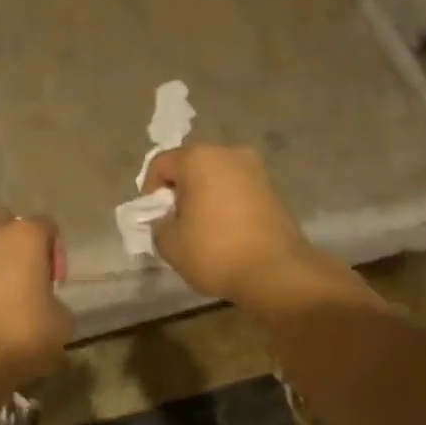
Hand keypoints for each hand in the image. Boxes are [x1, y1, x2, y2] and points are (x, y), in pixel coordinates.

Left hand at [0, 214, 72, 386]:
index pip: (47, 226)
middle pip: (5, 226)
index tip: (55, 283)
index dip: (56, 253)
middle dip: (16, 247)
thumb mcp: (61, 324)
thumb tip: (43, 306)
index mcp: (23, 236)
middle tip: (26, 281)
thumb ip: (55, 303)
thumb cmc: (20, 335)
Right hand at [141, 145, 340, 307]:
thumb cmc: (215, 251)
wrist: (276, 271)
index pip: (160, 164)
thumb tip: (166, 218)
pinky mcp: (273, 187)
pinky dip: (226, 202)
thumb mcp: (169, 242)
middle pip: (191, 165)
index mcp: (198, 158)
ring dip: (204, 195)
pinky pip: (237, 188)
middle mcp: (228, 152)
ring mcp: (255, 168)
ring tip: (201, 227)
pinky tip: (225, 229)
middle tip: (175, 221)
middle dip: (179, 190)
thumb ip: (158, 223)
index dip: (149, 191)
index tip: (153, 219)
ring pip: (216, 176)